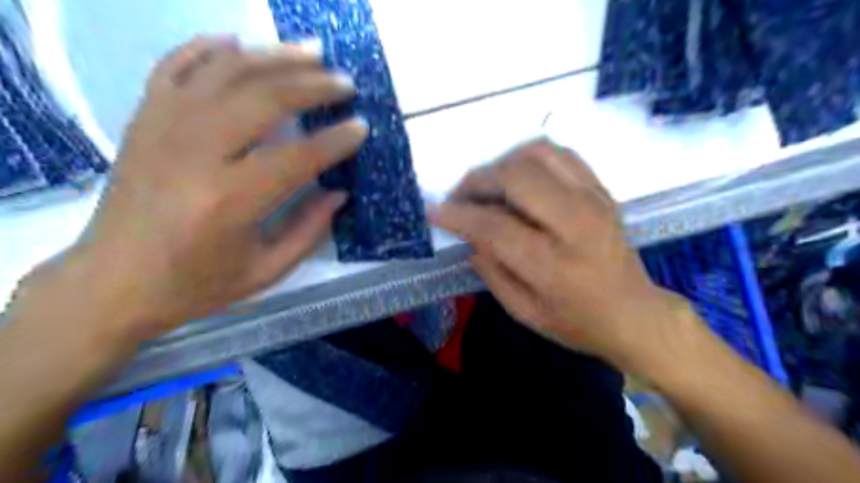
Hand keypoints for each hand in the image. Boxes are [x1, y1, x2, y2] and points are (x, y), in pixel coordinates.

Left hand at [13, 35, 367, 340]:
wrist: (111, 282)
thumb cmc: (195, 284)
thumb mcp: (265, 272)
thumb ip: (308, 230)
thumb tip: (340, 192)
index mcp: (229, 202)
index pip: (297, 158)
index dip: (336, 140)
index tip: (362, 127)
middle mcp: (195, 154)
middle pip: (263, 99)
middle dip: (312, 85)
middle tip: (345, 83)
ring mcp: (163, 129)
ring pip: (225, 71)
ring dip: (274, 57)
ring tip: (311, 52)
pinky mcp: (143, 120)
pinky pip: (175, 66)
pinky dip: (209, 48)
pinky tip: (239, 42)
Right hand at [438, 139, 697, 370]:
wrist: (634, 313)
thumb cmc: (578, 322)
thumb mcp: (525, 313)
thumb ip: (492, 273)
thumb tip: (469, 236)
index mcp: (553, 266)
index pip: (494, 226)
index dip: (458, 215)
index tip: (435, 211)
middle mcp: (575, 224)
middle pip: (515, 178)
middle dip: (477, 181)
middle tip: (460, 196)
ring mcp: (593, 200)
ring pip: (537, 155)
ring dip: (502, 163)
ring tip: (488, 185)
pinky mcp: (601, 190)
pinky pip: (561, 154)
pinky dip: (530, 157)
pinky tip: (518, 175)